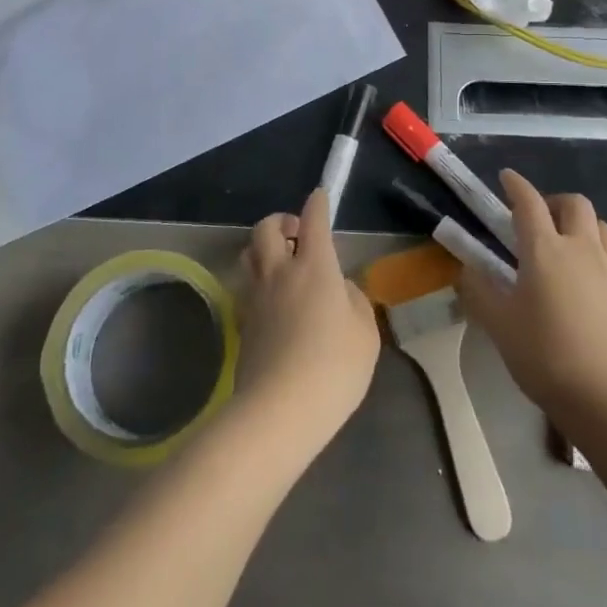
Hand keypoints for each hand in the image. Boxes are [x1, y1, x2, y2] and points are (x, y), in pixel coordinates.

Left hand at [234, 189, 379, 461]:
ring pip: (249, 253)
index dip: (317, 204)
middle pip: (267, 228)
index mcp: (315, 266)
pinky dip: (258, 281)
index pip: (314, 220)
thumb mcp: (364, 333)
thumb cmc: (334, 367)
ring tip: (282, 262)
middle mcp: (279, 272)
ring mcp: (256, 297)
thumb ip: (354, 301)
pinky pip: (247, 286)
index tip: (319, 196)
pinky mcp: (242, 323)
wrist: (278, 411)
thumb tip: (340, 289)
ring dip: (264, 247)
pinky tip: (273, 301)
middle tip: (297, 233)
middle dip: (281, 220)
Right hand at [456, 170, 606, 430]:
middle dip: (555, 202)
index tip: (507, 177)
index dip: (516, 185)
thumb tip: (467, 269)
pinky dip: (600, 263)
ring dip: (583, 227)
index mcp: (545, 250)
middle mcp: (582, 250)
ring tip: (568, 248)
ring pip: (602, 228)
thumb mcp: (500, 327)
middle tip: (540, 219)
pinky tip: (591, 292)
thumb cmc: (548, 357)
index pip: (528, 202)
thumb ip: (479, 292)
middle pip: (575, 204)